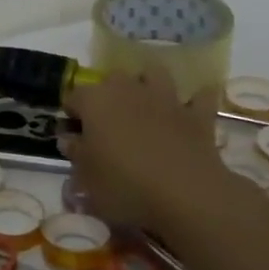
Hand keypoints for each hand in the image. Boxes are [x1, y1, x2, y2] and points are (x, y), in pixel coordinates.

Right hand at [61, 69, 238, 236]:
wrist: (186, 195)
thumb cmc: (125, 186)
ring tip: (144, 105)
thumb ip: (75, 153)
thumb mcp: (86, 178)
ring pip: (154, 74)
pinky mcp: (197, 115)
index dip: (71, 115)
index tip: (74, 136)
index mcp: (95, 101)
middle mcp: (128, 90)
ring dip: (148, 84)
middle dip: (108, 94)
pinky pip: (199, 97)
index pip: (73, 97)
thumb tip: (69, 139)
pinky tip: (189, 110)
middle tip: (107, 123)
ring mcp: (165, 98)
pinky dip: (194, 101)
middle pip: (112, 78)